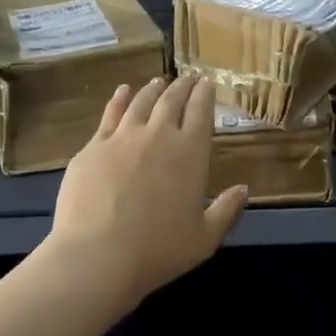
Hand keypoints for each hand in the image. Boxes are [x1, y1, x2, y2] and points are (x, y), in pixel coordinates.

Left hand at [47, 75, 248, 305]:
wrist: (97, 256)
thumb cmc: (158, 250)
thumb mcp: (205, 238)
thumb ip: (227, 210)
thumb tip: (243, 189)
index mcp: (190, 153)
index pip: (201, 112)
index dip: (205, 94)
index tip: (208, 83)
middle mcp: (158, 135)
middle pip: (171, 100)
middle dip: (182, 86)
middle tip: (188, 78)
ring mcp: (121, 138)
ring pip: (141, 102)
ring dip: (153, 89)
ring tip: (159, 82)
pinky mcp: (92, 147)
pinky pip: (109, 115)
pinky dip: (119, 99)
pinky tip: (123, 92)